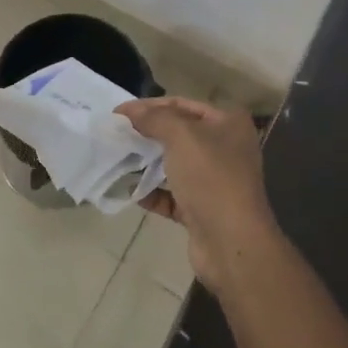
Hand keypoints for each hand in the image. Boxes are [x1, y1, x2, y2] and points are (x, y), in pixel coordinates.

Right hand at [115, 97, 277, 289]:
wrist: (232, 242)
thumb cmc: (210, 178)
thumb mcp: (181, 137)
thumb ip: (153, 118)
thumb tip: (128, 110)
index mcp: (227, 124)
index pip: (182, 105)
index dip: (149, 106)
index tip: (117, 113)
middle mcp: (225, 148)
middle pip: (177, 134)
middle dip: (146, 134)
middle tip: (115, 135)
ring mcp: (214, 181)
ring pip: (173, 165)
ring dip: (146, 164)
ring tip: (117, 160)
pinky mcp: (202, 209)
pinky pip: (171, 195)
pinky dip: (152, 192)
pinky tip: (131, 191)